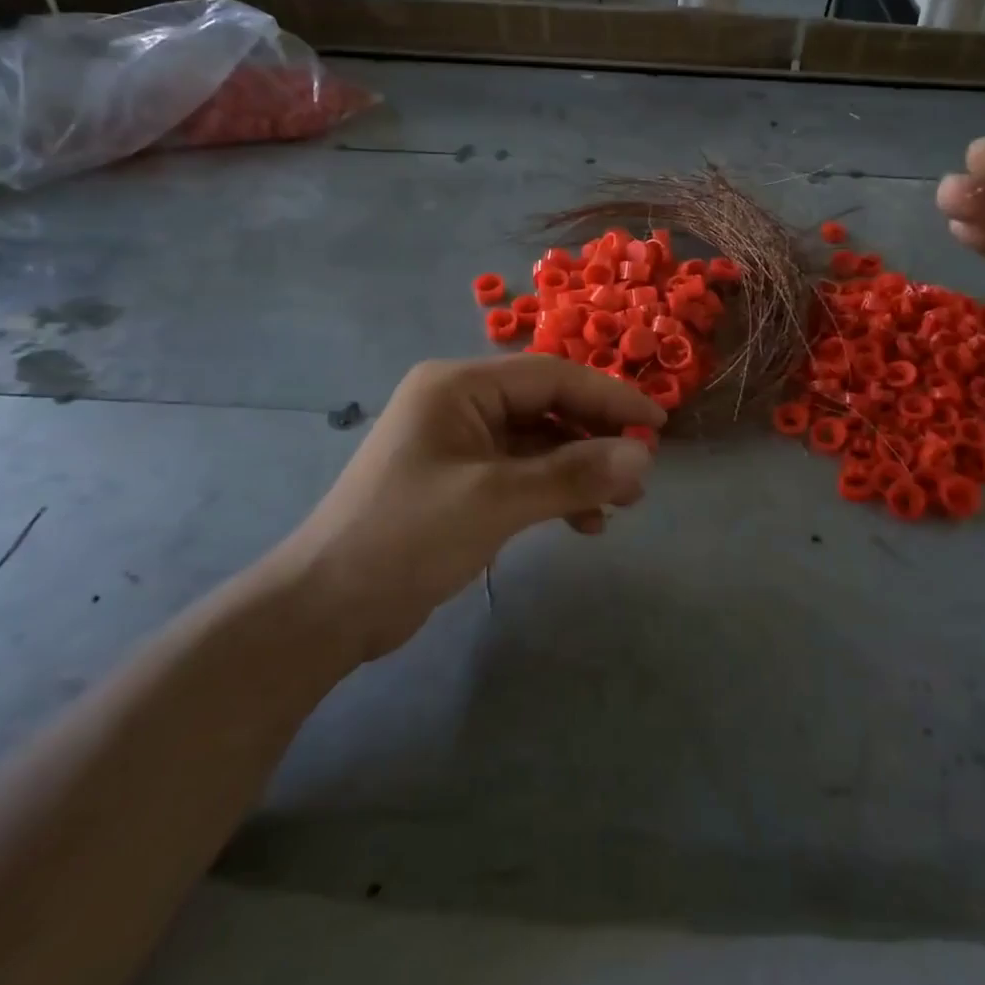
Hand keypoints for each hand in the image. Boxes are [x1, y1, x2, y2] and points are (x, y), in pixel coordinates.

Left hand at [279, 355, 663, 660]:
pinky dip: (553, 491)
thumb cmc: (407, 537)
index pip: (551, 376)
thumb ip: (573, 474)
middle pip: (546, 406)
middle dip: (595, 438)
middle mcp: (459, 403)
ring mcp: (458, 443)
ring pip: (538, 442)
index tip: (657, 424)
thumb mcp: (496, 501)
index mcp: (459, 386)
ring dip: (579, 468)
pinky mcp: (459, 481)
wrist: (326, 608)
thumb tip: (643, 457)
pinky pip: (520, 472)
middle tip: (640, 473)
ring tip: (621, 504)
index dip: (608, 397)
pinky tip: (582, 522)